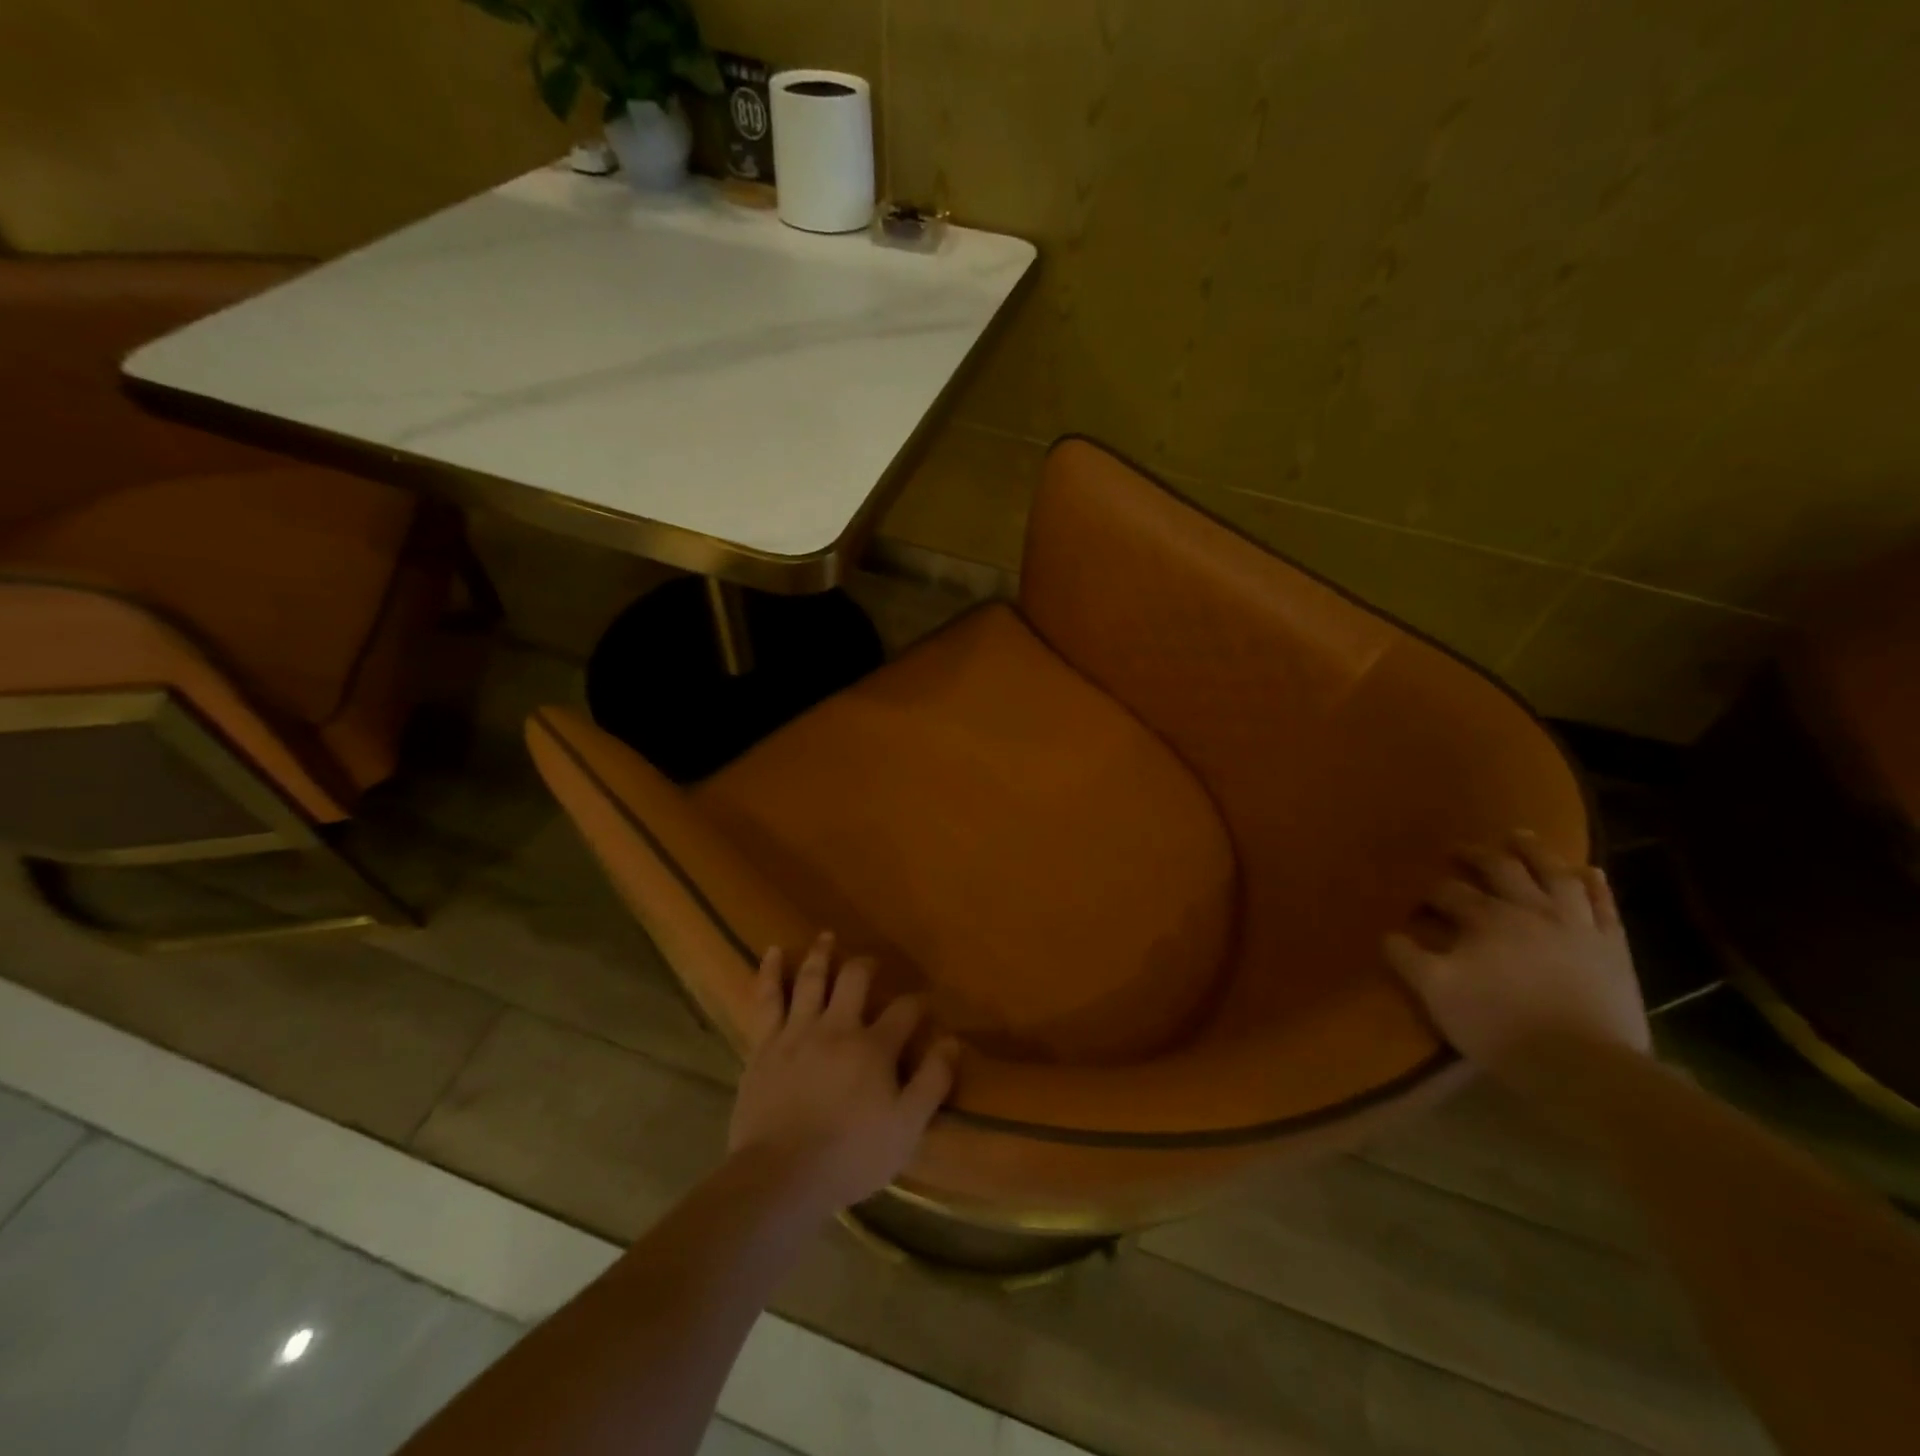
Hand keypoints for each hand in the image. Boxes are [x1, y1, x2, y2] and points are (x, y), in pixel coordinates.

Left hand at [728, 932, 959, 1212]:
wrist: (781, 1176)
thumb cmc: (850, 1156)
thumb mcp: (907, 1128)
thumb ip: (932, 1082)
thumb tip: (952, 1042)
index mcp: (874, 1047)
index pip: (904, 1011)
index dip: (918, 1004)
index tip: (924, 1004)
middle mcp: (837, 1027)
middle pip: (855, 980)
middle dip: (867, 966)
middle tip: (872, 963)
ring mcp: (797, 1032)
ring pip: (811, 979)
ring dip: (821, 955)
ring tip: (827, 937)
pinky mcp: (764, 1045)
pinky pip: (767, 999)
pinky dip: (769, 972)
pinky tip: (771, 951)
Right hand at [1384, 830, 1649, 1078]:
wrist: (1583, 1065)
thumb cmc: (1499, 1025)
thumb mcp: (1436, 992)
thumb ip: (1407, 958)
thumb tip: (1388, 934)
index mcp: (1486, 919)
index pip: (1449, 892)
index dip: (1430, 892)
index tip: (1417, 901)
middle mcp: (1530, 910)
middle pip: (1501, 869)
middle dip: (1476, 855)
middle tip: (1461, 848)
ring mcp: (1576, 926)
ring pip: (1555, 875)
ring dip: (1535, 852)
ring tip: (1520, 837)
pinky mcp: (1612, 947)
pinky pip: (1605, 906)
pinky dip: (1595, 885)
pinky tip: (1588, 872)